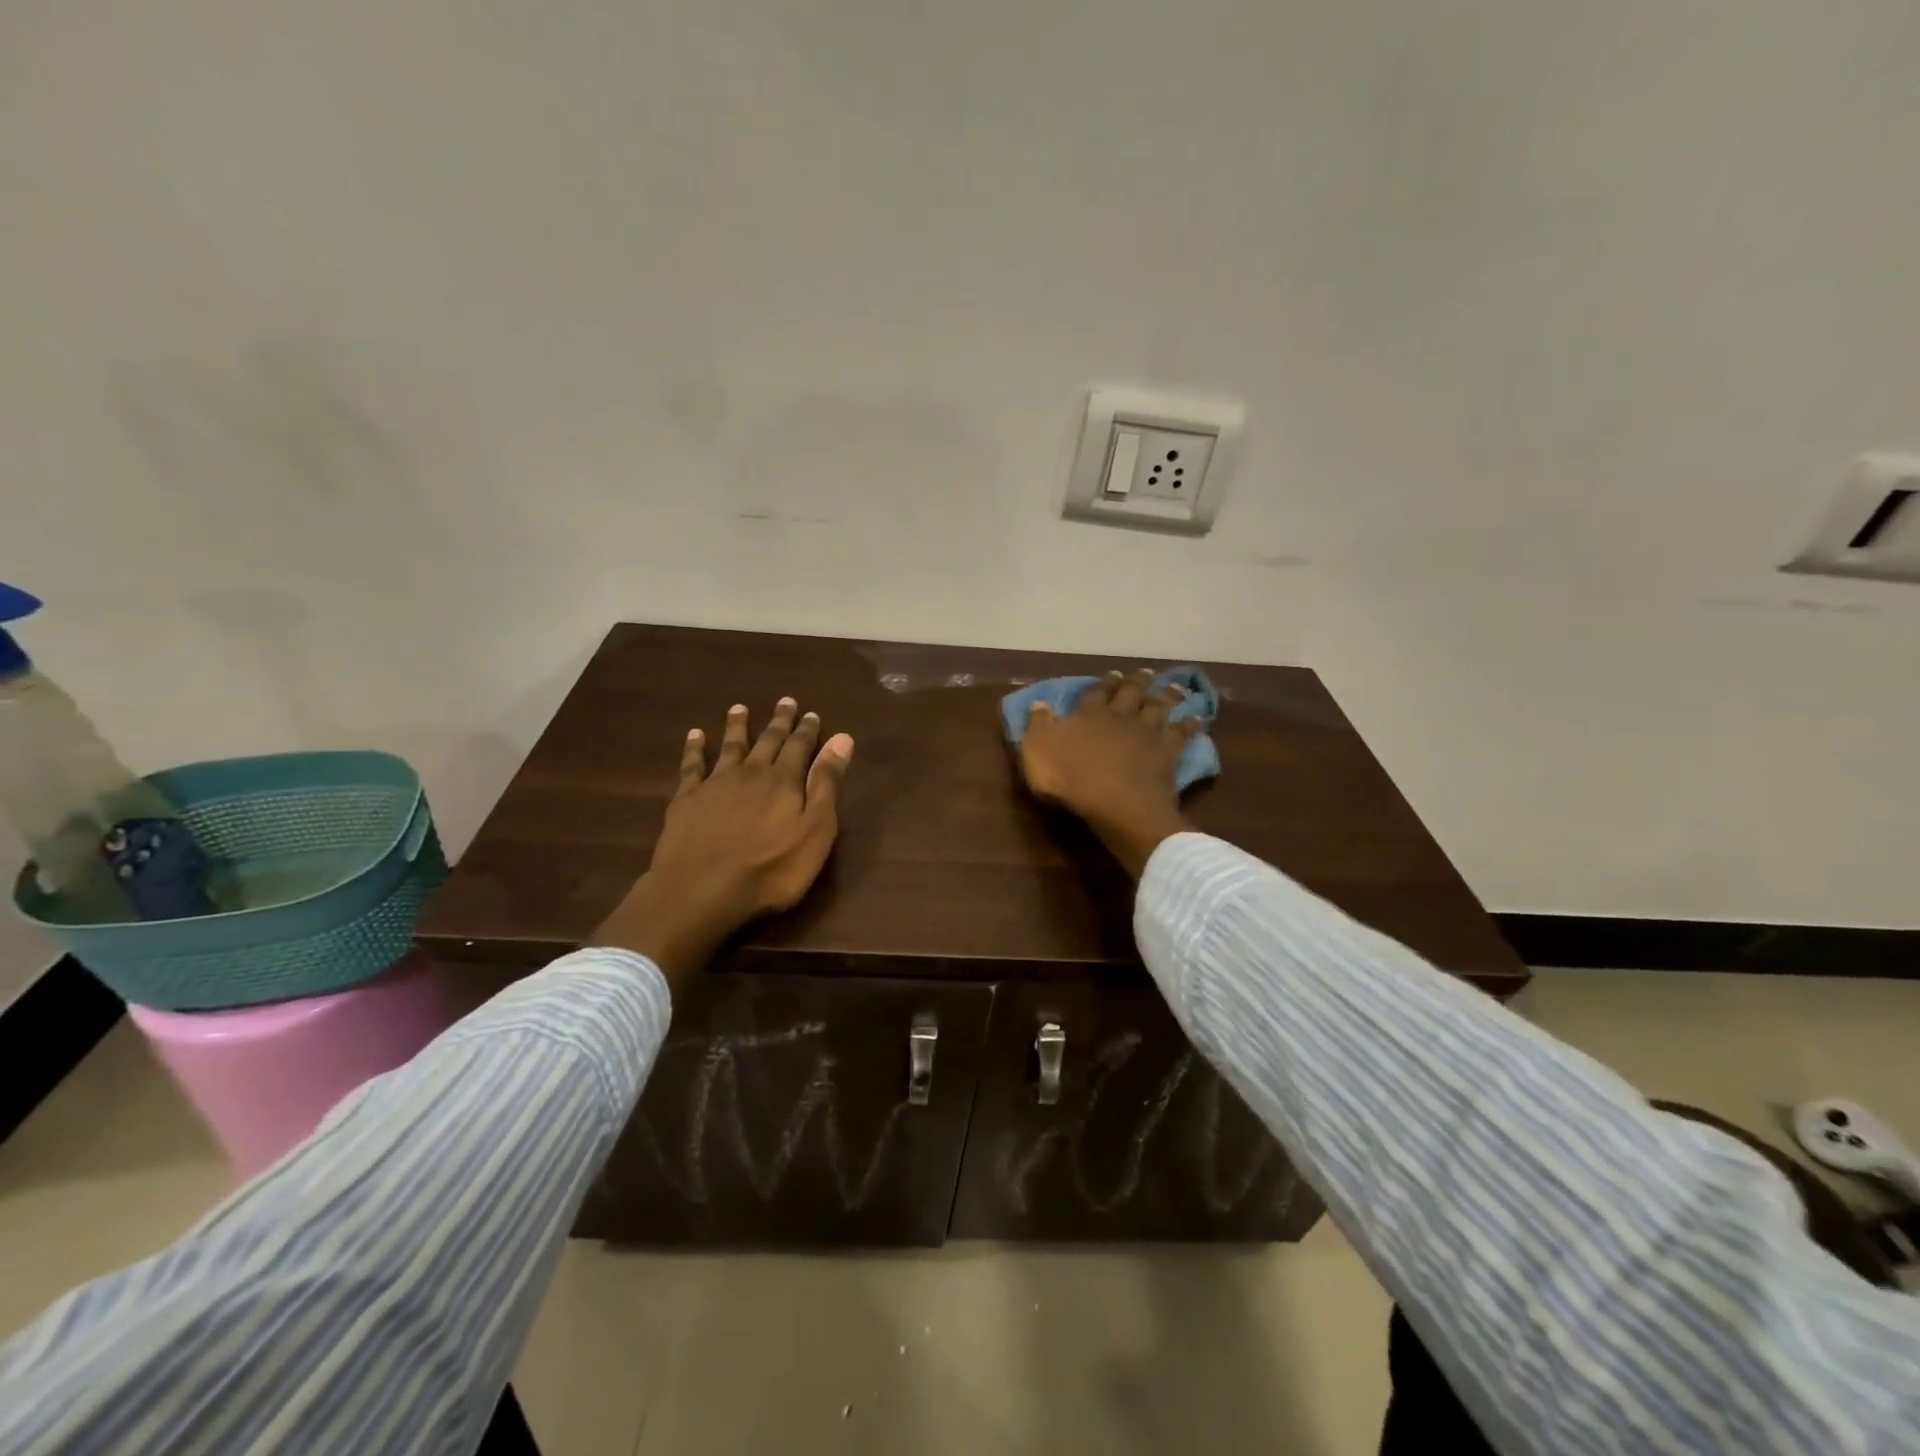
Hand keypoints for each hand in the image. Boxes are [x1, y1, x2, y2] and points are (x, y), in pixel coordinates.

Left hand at [595, 698, 853, 987]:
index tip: (811, 713)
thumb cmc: (771, 869)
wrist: (702, 890)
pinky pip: (692, 765)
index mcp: (785, 781)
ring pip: (730, 747)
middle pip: (767, 742)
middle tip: (784, 701)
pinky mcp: (687, 800)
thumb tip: (842, 739)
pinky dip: (694, 748)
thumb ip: (826, 784)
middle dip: (778, 722)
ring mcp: (716, 784)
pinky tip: (695, 735)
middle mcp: (751, 773)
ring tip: (739, 708)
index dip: (807, 730)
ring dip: (737, 726)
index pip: (800, 748)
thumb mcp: (815, 830)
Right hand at [1019, 668, 1197, 877]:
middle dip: (1138, 681)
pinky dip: (1191, 724)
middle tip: (1146, 672)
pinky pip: (1183, 734)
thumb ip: (1038, 725)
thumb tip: (1039, 703)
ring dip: (1167, 695)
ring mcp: (1147, 733)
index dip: (1104, 683)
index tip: (1113, 673)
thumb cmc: (1069, 778)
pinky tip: (1199, 718)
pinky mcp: (1168, 752)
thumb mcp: (1037, 750)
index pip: (1096, 692)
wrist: (1116, 803)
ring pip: (1160, 707)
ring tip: (1175, 687)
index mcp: (1088, 714)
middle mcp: (1120, 716)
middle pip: (1132, 693)